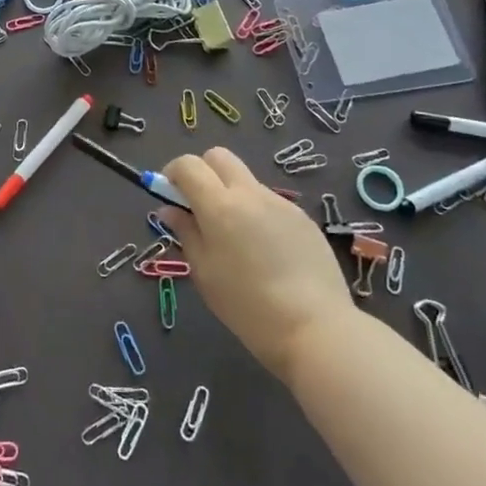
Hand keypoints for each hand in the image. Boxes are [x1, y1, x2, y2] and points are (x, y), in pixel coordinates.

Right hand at [161, 147, 351, 381]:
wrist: (316, 328)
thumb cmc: (247, 306)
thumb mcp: (204, 272)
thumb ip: (185, 233)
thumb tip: (169, 210)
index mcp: (220, 205)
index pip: (188, 164)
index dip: (173, 173)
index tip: (170, 196)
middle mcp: (250, 193)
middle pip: (219, 157)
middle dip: (203, 172)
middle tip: (200, 207)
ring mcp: (280, 203)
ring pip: (246, 180)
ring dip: (231, 194)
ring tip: (237, 239)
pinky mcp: (303, 218)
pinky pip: (270, 203)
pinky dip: (257, 213)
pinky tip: (266, 252)